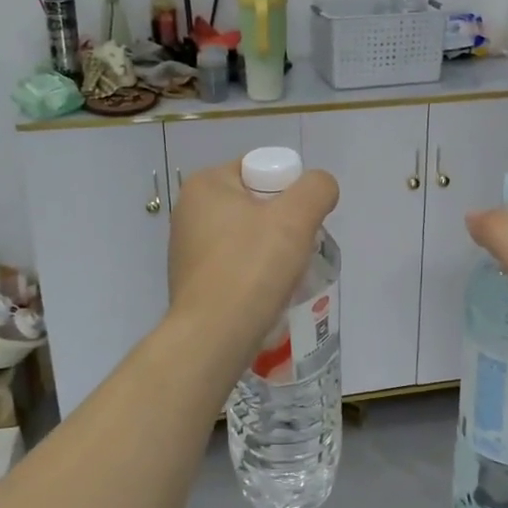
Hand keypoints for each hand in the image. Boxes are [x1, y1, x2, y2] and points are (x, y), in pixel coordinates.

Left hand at [166, 160, 339, 373]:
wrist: (213, 338)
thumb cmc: (251, 268)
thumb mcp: (296, 217)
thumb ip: (316, 189)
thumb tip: (320, 188)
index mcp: (205, 185)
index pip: (260, 170)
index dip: (290, 192)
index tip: (301, 223)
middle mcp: (189, 211)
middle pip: (256, 205)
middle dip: (284, 225)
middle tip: (299, 249)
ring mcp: (187, 249)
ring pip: (248, 238)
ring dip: (272, 252)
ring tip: (286, 275)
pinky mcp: (193, 283)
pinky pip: (235, 266)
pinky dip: (254, 275)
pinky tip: (267, 294)